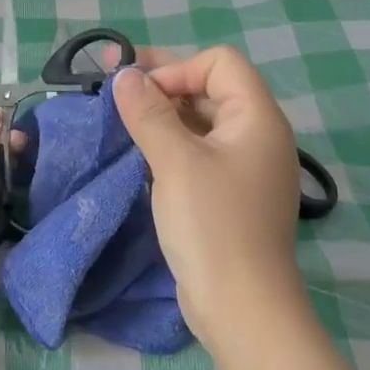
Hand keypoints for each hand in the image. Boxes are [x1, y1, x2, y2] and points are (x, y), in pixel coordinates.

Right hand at [112, 47, 307, 351]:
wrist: (241, 306)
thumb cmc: (213, 224)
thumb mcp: (175, 162)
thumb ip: (148, 113)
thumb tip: (125, 76)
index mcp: (257, 118)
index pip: (220, 63)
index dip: (177, 68)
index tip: (139, 95)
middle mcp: (257, 135)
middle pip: (210, 88)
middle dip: (162, 85)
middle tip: (112, 89)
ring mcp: (244, 167)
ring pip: (200, 122)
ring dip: (162, 116)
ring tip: (119, 122)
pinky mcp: (229, 194)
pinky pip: (198, 152)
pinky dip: (170, 145)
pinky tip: (138, 154)